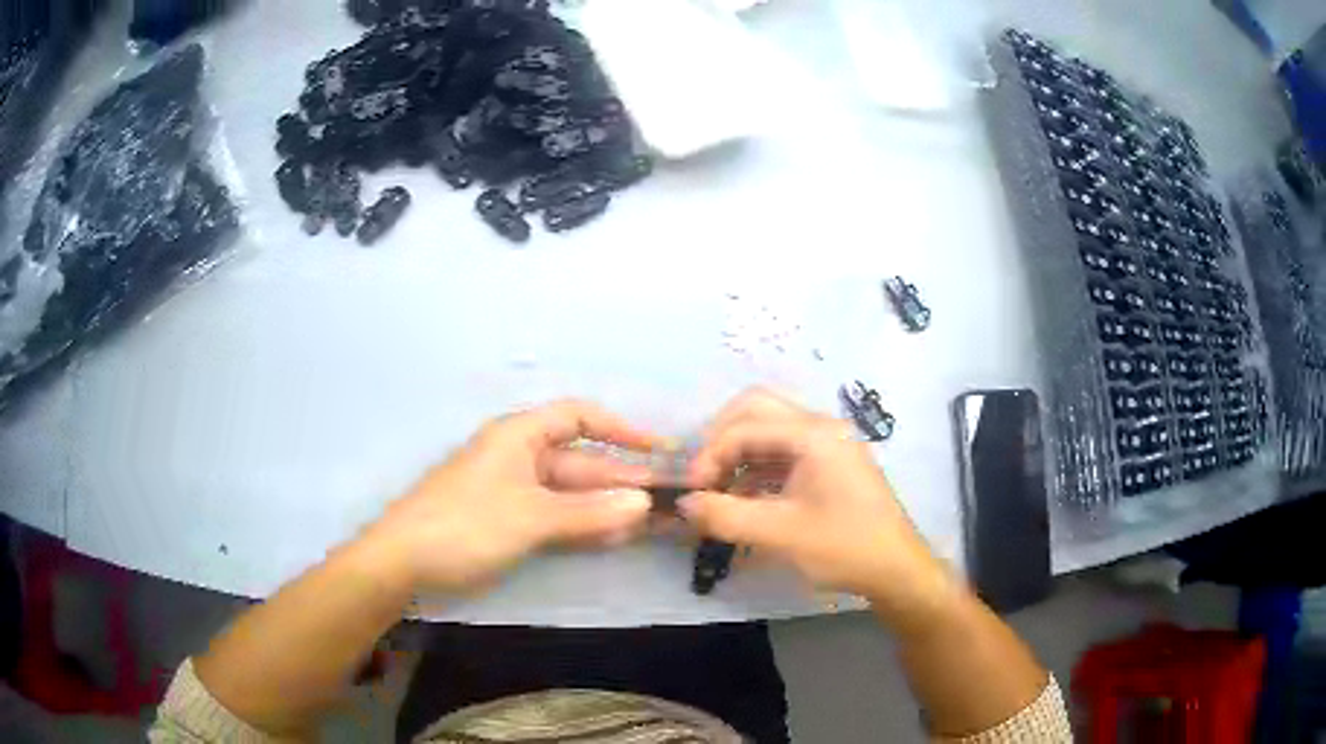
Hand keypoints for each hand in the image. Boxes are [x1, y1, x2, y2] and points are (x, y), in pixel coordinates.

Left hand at [363, 400, 658, 591]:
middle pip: (581, 460)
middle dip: (622, 478)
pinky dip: (584, 525)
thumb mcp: (530, 518)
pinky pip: (557, 516)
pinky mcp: (509, 521)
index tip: (658, 450)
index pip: (580, 417)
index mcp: (520, 436)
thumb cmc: (464, 525)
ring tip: (653, 521)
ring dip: (608, 506)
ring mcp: (514, 491)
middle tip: (669, 497)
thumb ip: (588, 512)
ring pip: (572, 493)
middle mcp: (520, 457)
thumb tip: (644, 504)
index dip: (621, 429)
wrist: (402, 562)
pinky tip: (614, 537)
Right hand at [681, 389, 953, 621]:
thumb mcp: (780, 534)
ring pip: (769, 430)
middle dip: (721, 440)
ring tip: (718, 493)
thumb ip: (726, 516)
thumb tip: (683, 505)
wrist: (896, 569)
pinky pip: (783, 452)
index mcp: (813, 434)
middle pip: (756, 411)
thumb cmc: (844, 547)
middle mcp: (820, 427)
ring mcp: (828, 444)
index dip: (709, 456)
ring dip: (738, 455)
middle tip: (703, 478)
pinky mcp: (829, 464)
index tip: (691, 492)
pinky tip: (745, 500)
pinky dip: (757, 469)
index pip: (744, 427)